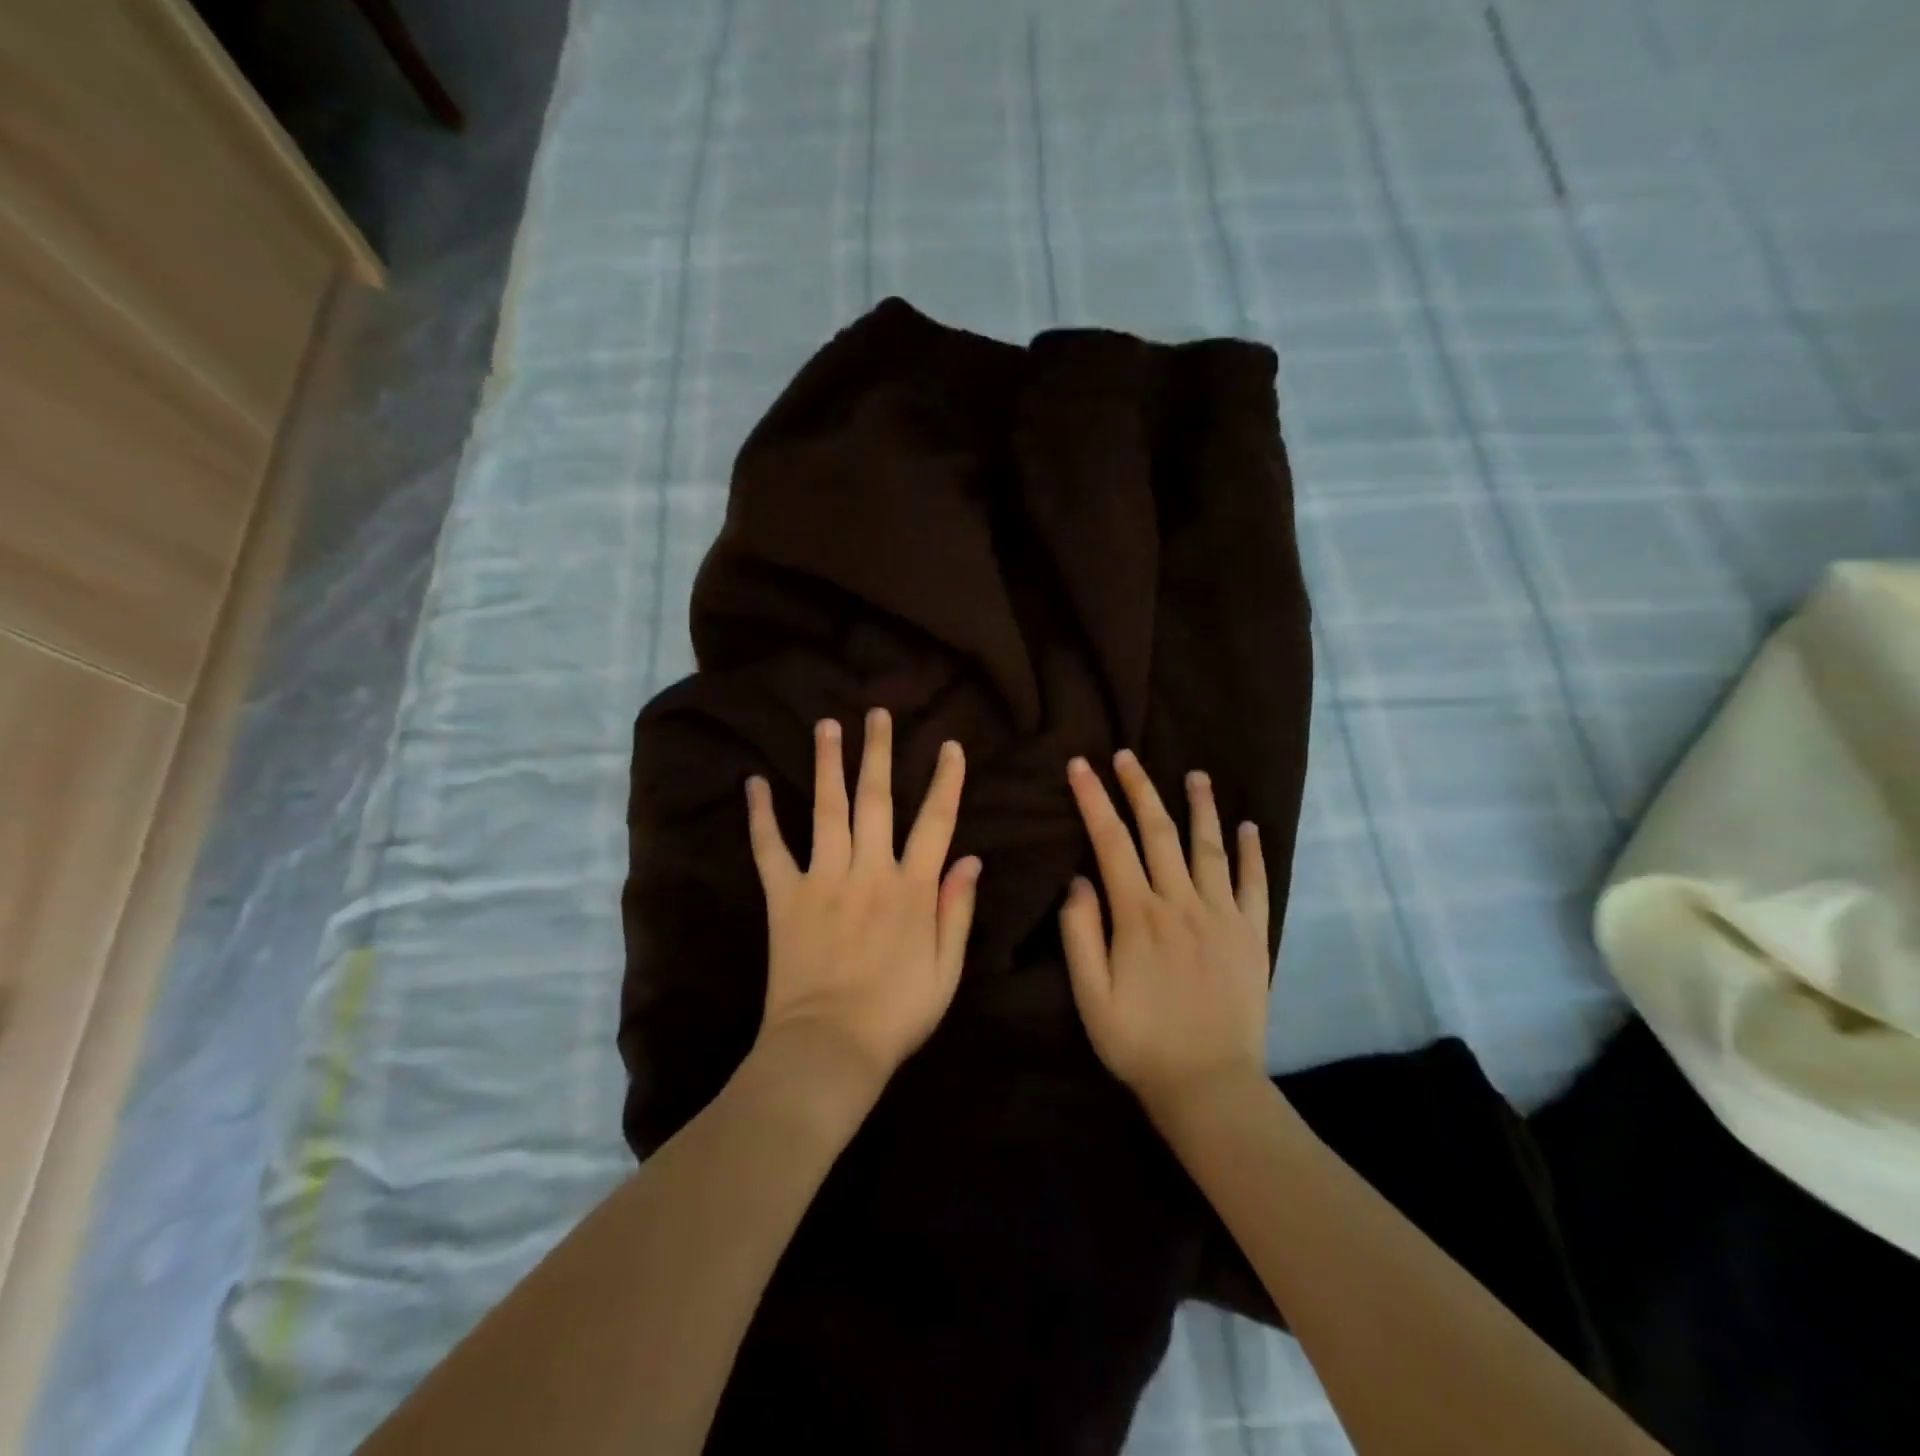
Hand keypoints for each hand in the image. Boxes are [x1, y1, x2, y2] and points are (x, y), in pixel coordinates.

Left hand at [746, 709, 980, 1091]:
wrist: (829, 1049)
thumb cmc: (896, 1015)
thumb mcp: (946, 971)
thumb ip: (957, 911)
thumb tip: (972, 860)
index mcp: (912, 889)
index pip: (936, 822)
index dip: (946, 781)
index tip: (950, 746)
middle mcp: (869, 871)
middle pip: (877, 800)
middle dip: (879, 753)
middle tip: (877, 714)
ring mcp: (823, 880)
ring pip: (828, 810)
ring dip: (828, 765)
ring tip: (827, 725)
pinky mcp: (785, 897)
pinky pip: (770, 850)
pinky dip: (760, 817)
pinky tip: (752, 783)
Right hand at [1060, 751, 1270, 1118]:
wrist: (1209, 1085)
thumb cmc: (1139, 1042)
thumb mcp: (1090, 996)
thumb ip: (1080, 934)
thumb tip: (1078, 881)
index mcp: (1138, 915)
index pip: (1110, 842)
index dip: (1094, 800)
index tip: (1081, 766)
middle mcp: (1181, 903)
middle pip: (1158, 832)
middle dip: (1139, 789)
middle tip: (1127, 755)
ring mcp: (1222, 916)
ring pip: (1209, 847)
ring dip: (1200, 807)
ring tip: (1194, 774)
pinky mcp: (1252, 935)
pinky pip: (1254, 884)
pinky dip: (1252, 853)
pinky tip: (1249, 827)